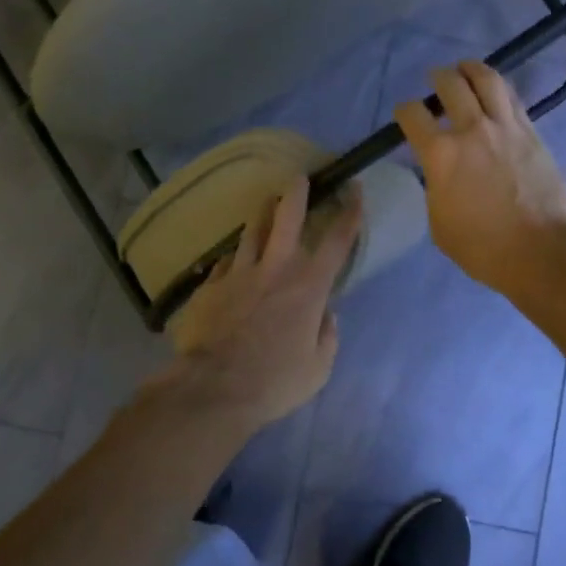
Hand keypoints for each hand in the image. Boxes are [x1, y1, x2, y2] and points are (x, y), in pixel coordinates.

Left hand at [161, 178, 362, 429]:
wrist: (215, 387)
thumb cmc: (275, 381)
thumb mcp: (319, 368)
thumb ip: (327, 336)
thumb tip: (325, 316)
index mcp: (309, 287)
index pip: (337, 240)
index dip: (350, 212)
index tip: (354, 191)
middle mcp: (276, 269)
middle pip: (287, 217)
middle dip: (297, 193)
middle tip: (299, 179)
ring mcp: (239, 273)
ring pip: (251, 230)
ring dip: (262, 214)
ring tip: (265, 204)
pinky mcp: (211, 285)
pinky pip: (226, 262)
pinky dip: (235, 258)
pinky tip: (234, 260)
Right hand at [394, 60, 565, 295]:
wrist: (541, 250)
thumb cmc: (482, 247)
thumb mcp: (439, 223)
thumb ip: (435, 188)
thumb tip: (441, 173)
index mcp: (440, 155)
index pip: (412, 116)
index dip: (404, 111)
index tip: (405, 114)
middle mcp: (471, 130)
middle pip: (450, 85)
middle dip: (438, 78)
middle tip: (436, 78)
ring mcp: (505, 127)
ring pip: (487, 80)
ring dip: (471, 69)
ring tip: (466, 68)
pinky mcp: (532, 132)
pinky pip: (512, 98)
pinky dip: (499, 88)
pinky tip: (495, 90)